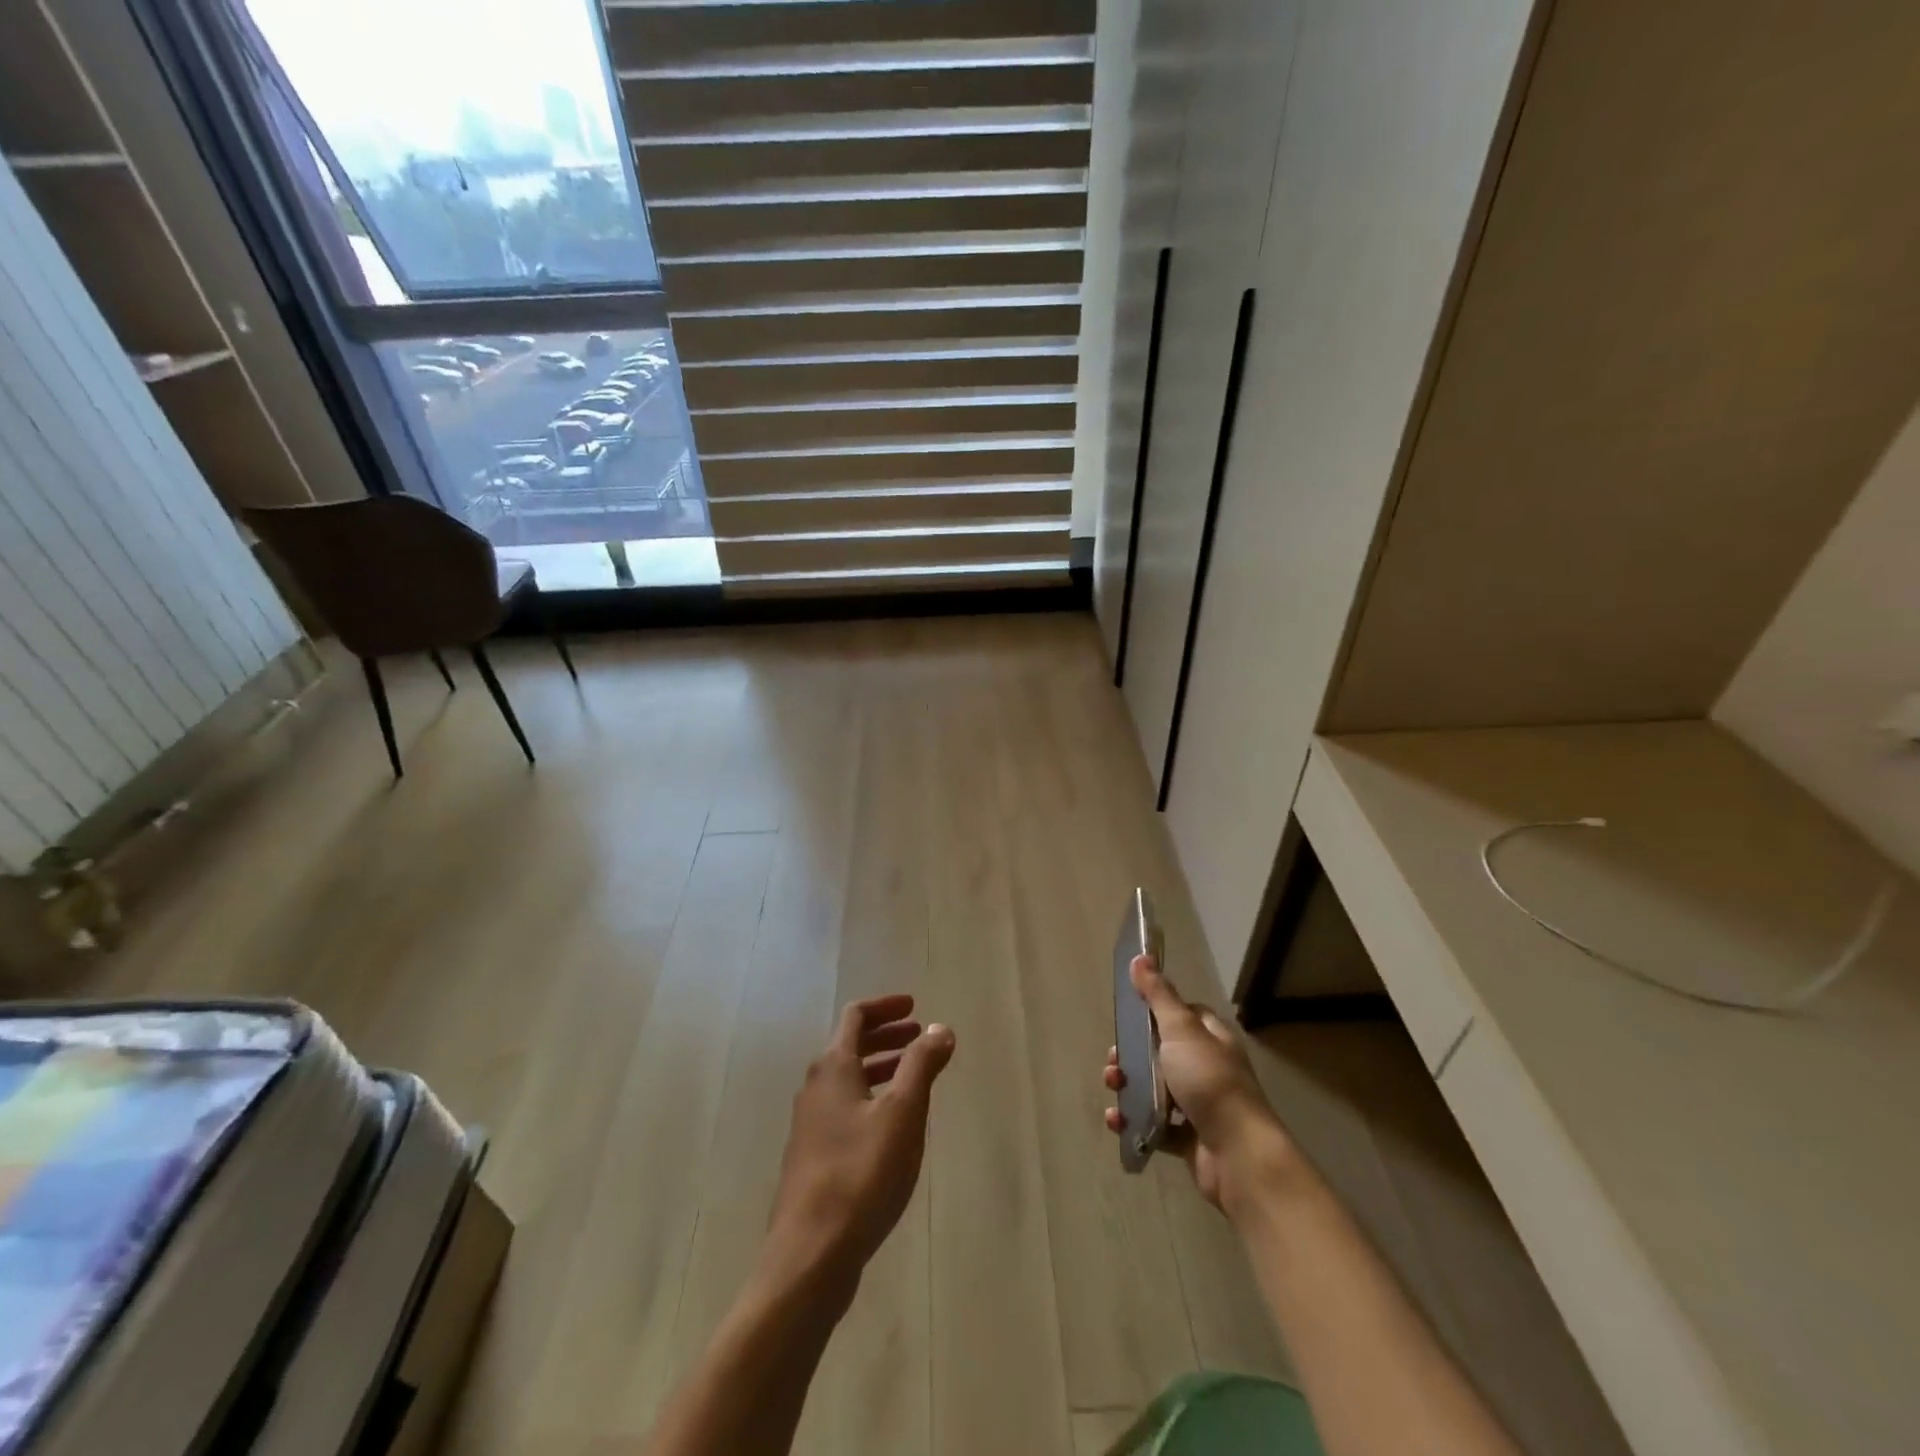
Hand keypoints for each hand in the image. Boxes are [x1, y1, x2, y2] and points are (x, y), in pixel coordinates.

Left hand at [763, 995, 955, 1300]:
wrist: (809, 1255)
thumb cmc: (860, 1174)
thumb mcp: (903, 1114)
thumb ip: (921, 1066)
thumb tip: (940, 1028)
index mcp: (833, 1068)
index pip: (856, 1016)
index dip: (885, 1006)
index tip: (915, 1007)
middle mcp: (815, 1088)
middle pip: (850, 1046)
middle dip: (886, 1036)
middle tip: (919, 1037)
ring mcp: (810, 1125)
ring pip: (848, 1080)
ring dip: (880, 1067)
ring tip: (913, 1077)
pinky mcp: (812, 1157)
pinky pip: (844, 1108)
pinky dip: (871, 1098)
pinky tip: (892, 1126)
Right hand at [1103, 956, 1291, 1217]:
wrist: (1238, 1156)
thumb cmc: (1209, 1082)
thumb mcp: (1181, 1030)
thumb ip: (1158, 995)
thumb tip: (1140, 956)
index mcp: (1211, 1038)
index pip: (1181, 1015)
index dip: (1153, 1013)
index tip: (1128, 1017)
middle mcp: (1207, 1067)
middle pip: (1160, 1052)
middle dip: (1130, 1056)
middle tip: (1113, 1061)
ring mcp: (1198, 1104)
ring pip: (1154, 1088)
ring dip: (1127, 1087)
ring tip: (1113, 1089)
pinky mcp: (1188, 1138)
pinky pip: (1153, 1124)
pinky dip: (1134, 1121)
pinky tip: (1118, 1121)